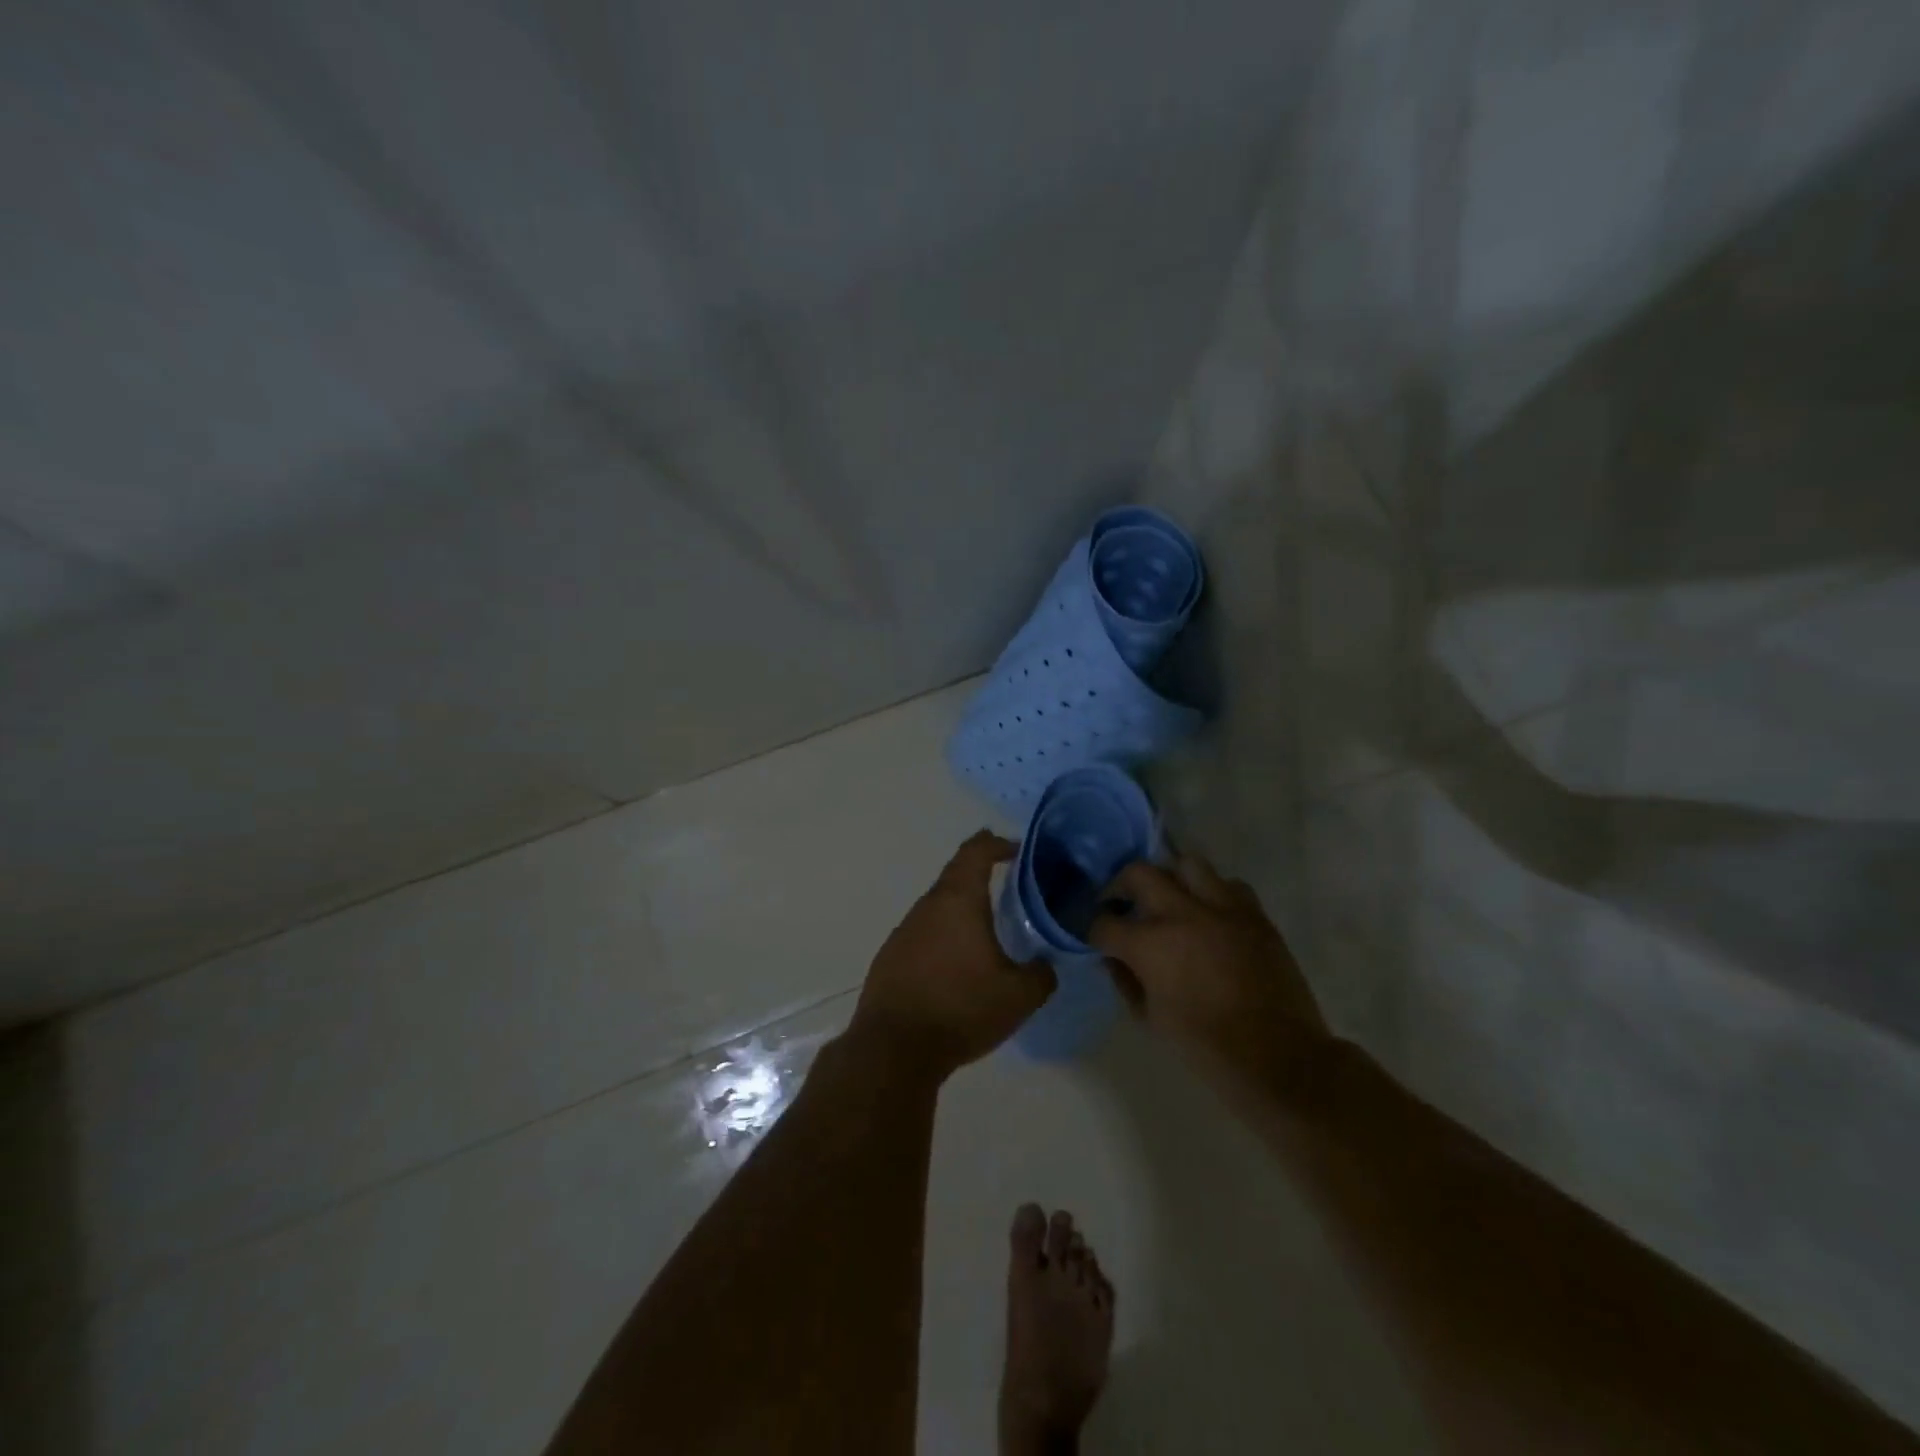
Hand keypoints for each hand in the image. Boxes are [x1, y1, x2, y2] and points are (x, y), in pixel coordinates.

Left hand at [848, 831, 1056, 1078]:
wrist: (894, 1048)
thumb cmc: (961, 1009)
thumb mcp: (1019, 996)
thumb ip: (1041, 974)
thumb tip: (1045, 965)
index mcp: (959, 900)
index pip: (976, 851)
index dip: (997, 844)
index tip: (1016, 850)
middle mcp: (928, 906)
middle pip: (956, 876)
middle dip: (982, 876)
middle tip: (1011, 889)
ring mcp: (904, 930)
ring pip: (939, 906)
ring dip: (962, 910)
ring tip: (988, 930)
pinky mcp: (891, 956)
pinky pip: (924, 933)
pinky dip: (944, 936)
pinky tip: (956, 964)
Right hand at [1089, 852, 1325, 1061]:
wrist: (1279, 1058)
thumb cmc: (1206, 1047)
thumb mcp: (1151, 1019)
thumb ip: (1127, 981)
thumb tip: (1114, 959)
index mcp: (1150, 944)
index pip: (1104, 922)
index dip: (1093, 930)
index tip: (1096, 937)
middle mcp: (1182, 913)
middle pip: (1138, 873)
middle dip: (1121, 886)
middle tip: (1123, 904)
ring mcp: (1223, 908)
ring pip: (1187, 864)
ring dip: (1171, 878)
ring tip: (1171, 899)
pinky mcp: (1255, 914)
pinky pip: (1229, 885)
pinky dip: (1214, 893)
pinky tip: (1212, 915)